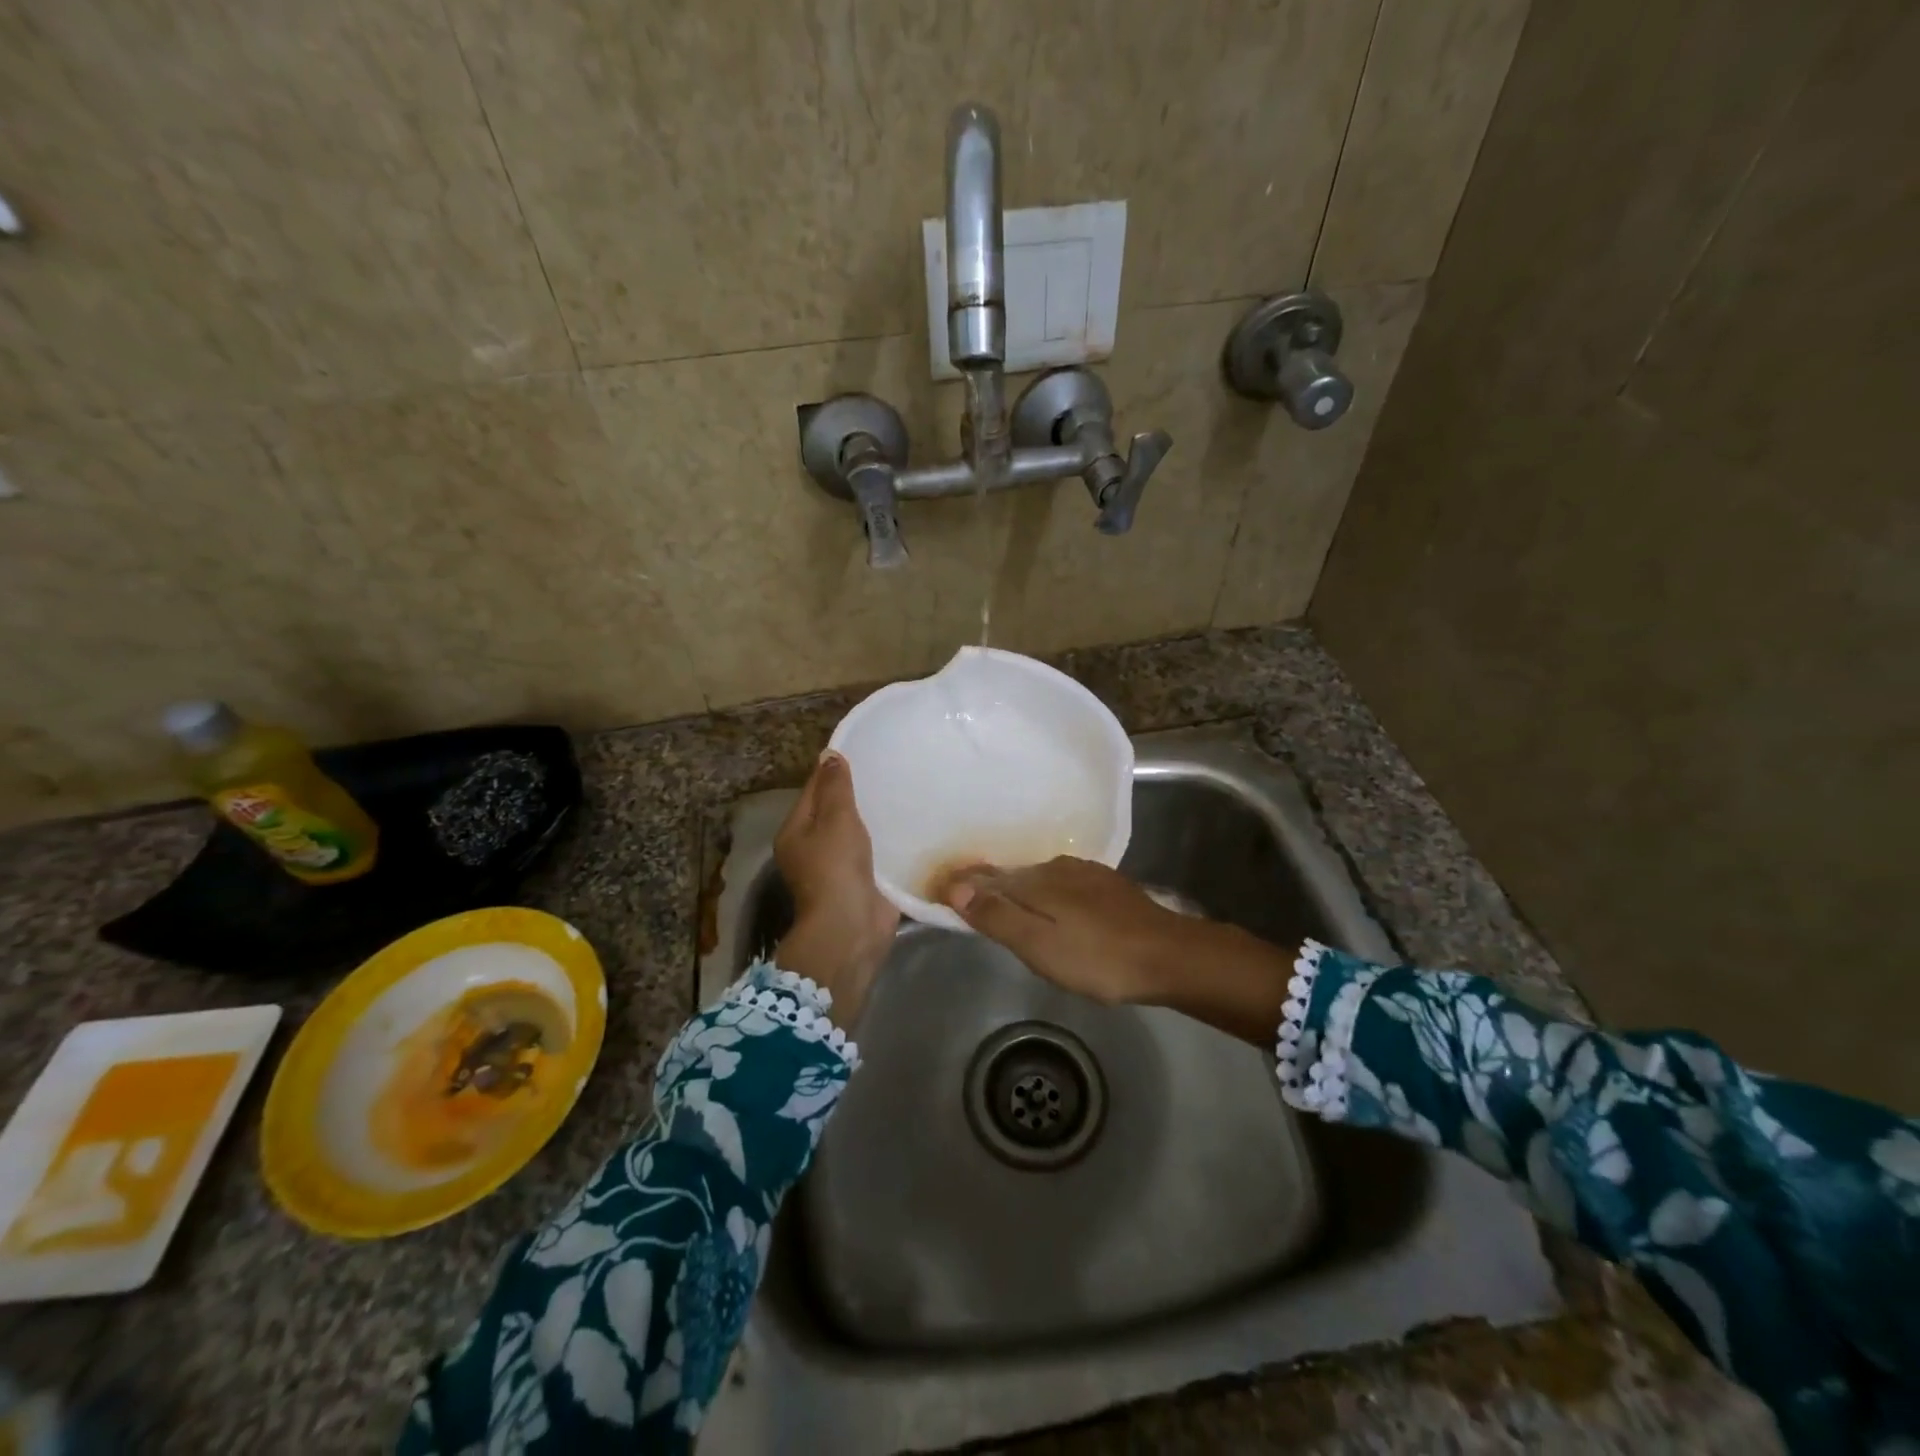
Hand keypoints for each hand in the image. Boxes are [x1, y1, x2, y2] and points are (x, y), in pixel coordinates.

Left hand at [773, 752, 897, 1025]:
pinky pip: (876, 853)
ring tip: (903, 791)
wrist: (851, 927)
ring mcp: (838, 868)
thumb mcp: (834, 818)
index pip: (814, 790)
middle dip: (859, 793)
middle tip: (890, 768)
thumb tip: (829, 754)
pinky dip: (888, 840)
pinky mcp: (863, 882)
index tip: (863, 751)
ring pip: (857, 832)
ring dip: (875, 818)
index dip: (834, 770)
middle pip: (835, 811)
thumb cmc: (835, 867)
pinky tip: (910, 824)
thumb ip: (835, 786)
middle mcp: (812, 848)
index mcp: (795, 831)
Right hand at [939, 857, 1295, 1044]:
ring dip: (1020, 890)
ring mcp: (1086, 874)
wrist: (1168, 955)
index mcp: (1035, 882)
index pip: (987, 879)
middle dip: (990, 886)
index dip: (964, 886)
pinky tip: (1055, 909)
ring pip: (1040, 879)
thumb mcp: (1039, 945)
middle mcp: (1056, 868)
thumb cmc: (1097, 958)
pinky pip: (1063, 884)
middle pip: (1013, 876)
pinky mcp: (1108, 886)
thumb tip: (955, 886)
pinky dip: (1047, 894)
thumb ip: (997, 916)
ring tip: (1008, 908)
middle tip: (970, 904)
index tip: (943, 893)